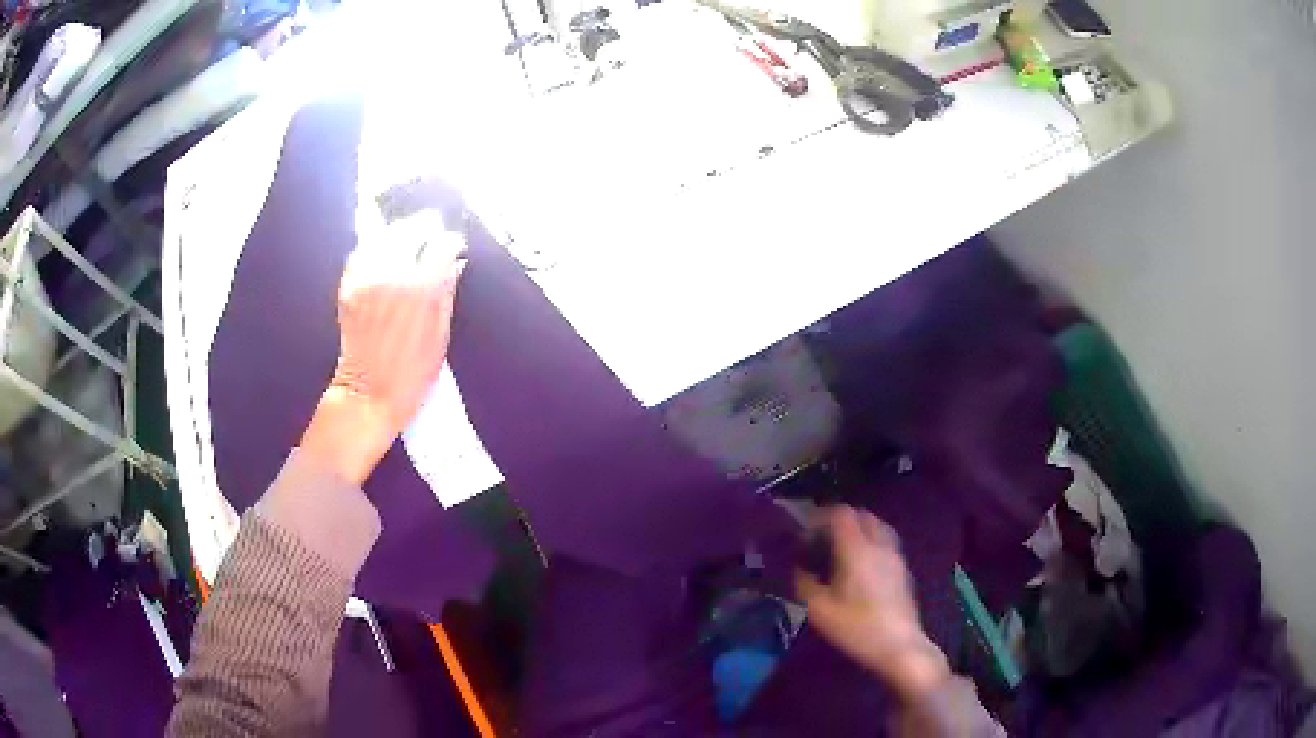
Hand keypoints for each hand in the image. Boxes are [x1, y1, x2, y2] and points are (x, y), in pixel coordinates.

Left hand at [300, 213, 465, 485]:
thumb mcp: (441, 336)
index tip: (454, 247)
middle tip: (432, 236)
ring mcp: (366, 277)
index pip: (442, 243)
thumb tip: (454, 263)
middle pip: (411, 228)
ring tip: (409, 241)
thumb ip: (446, 292)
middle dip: (425, 229)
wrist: (367, 395)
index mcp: (422, 289)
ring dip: (400, 234)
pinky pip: (363, 251)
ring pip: (385, 235)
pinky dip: (376, 248)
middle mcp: (392, 274)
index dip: (451, 242)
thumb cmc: (412, 375)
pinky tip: (384, 256)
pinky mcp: (349, 285)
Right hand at [795, 506, 951, 700]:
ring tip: (840, 551)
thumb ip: (805, 584)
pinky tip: (859, 567)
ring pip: (877, 527)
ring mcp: (895, 556)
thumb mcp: (819, 610)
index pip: (842, 513)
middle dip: (840, 521)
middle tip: (821, 540)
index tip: (806, 532)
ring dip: (858, 530)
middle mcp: (879, 545)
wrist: (898, 646)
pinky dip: (870, 543)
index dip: (822, 516)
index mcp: (857, 550)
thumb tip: (799, 569)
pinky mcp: (903, 570)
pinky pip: (885, 543)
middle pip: (862, 515)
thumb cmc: (856, 628)